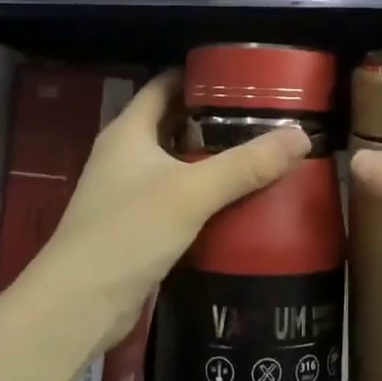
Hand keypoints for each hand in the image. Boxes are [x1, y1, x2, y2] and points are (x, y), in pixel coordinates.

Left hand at [26, 70, 309, 349]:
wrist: (79, 305)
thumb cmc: (128, 233)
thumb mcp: (192, 193)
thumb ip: (246, 165)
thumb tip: (302, 136)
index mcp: (128, 132)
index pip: (163, 85)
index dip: (199, 76)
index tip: (243, 77)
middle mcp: (124, 155)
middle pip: (173, 124)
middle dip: (214, 120)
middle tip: (263, 119)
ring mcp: (127, 193)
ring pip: (175, 164)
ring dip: (210, 160)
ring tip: (259, 155)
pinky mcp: (135, 227)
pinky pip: (176, 198)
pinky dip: (203, 195)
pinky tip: (237, 202)